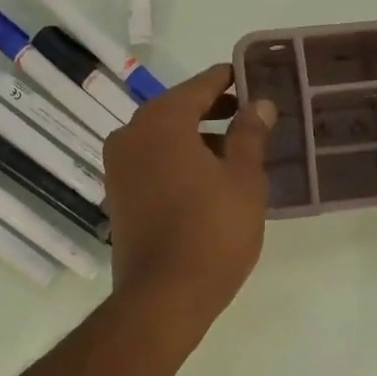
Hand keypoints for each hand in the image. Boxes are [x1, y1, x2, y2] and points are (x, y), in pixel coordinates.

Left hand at [103, 64, 276, 338]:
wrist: (162, 297)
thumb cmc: (212, 231)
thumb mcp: (244, 179)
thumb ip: (250, 134)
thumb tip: (258, 104)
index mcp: (161, 121)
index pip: (200, 85)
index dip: (229, 79)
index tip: (253, 78)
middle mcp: (131, 134)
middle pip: (178, 108)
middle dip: (215, 109)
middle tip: (251, 113)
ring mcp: (119, 166)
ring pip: (164, 136)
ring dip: (197, 136)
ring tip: (236, 149)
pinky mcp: (118, 194)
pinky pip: (152, 161)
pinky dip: (178, 158)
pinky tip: (208, 177)